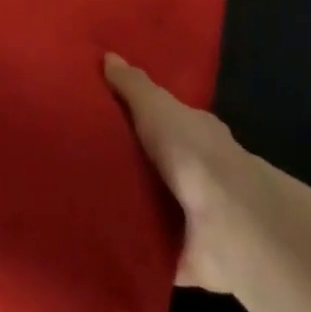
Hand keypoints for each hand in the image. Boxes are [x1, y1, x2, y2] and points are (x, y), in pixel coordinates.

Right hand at [104, 52, 254, 293]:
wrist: (228, 221)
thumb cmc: (192, 152)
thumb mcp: (156, 107)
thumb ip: (134, 86)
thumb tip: (109, 56)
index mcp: (194, 133)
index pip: (165, 119)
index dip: (138, 116)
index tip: (103, 116)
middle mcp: (197, 171)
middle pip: (158, 163)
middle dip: (130, 162)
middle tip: (81, 160)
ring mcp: (193, 215)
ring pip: (155, 205)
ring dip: (130, 207)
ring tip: (82, 203)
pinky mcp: (185, 255)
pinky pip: (152, 250)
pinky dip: (134, 249)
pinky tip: (100, 243)